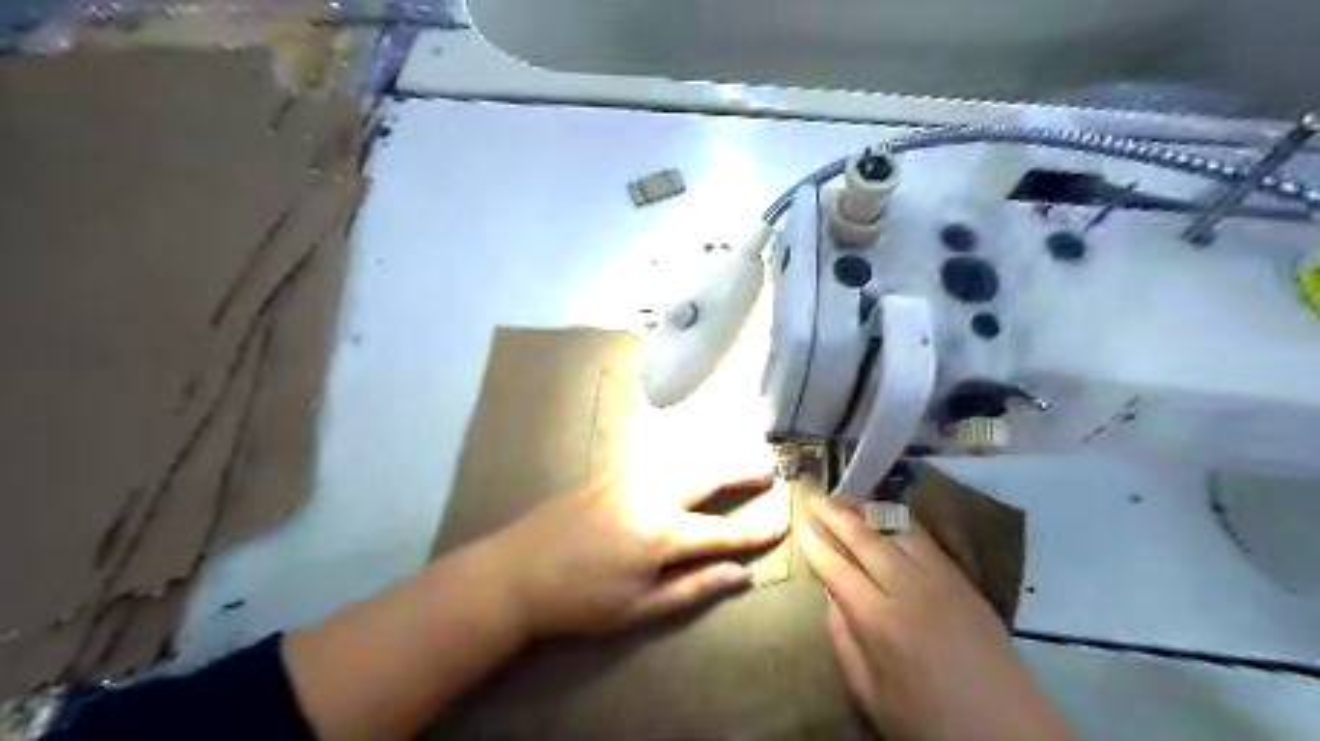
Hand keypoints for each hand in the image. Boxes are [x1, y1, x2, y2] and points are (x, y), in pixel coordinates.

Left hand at [488, 468, 786, 636]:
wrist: (516, 572)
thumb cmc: (580, 600)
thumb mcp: (639, 608)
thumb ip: (693, 587)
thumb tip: (740, 575)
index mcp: (661, 533)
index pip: (721, 531)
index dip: (754, 532)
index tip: (782, 523)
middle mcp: (650, 494)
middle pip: (706, 476)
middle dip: (740, 472)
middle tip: (766, 469)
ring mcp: (626, 477)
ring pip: (680, 459)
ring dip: (711, 458)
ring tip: (732, 461)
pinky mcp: (607, 473)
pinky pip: (652, 457)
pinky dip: (677, 455)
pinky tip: (682, 457)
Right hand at [794, 495, 1071, 739]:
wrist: (1009, 732)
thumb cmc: (929, 721)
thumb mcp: (871, 695)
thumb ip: (844, 642)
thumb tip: (831, 598)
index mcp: (879, 621)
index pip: (837, 568)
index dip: (816, 545)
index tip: (801, 525)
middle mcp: (908, 588)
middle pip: (865, 539)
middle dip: (836, 515)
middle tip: (817, 498)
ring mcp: (940, 579)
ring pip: (897, 529)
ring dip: (868, 511)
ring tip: (847, 498)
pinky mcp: (963, 580)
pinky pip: (925, 538)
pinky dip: (900, 521)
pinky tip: (888, 517)